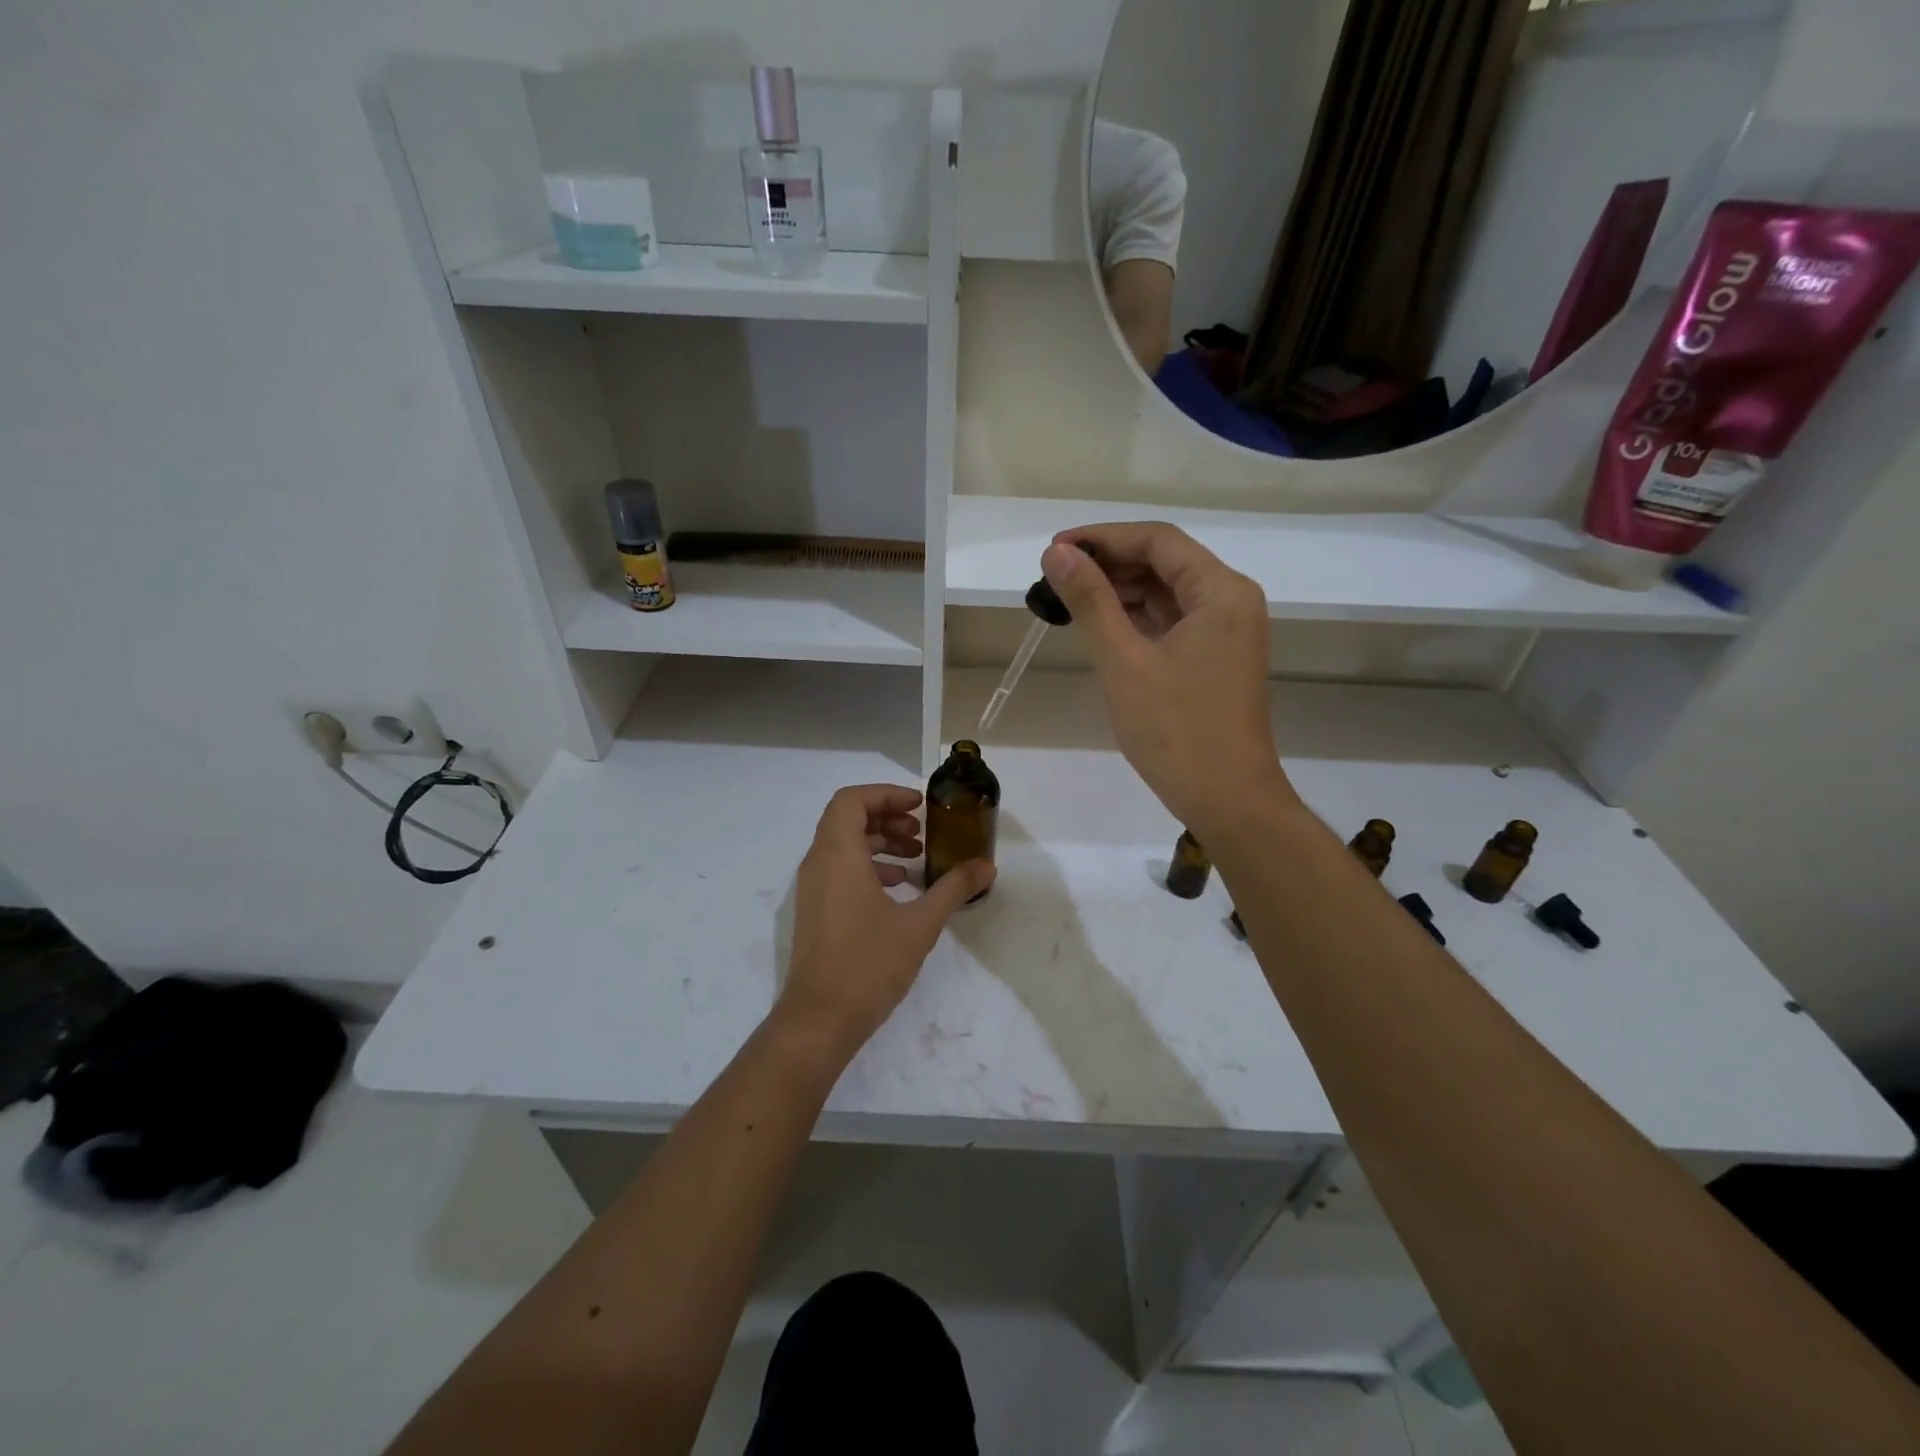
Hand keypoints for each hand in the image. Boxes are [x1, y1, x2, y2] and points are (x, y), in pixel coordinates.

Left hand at [775, 785, 994, 1060]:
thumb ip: (953, 888)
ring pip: (843, 845)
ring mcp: (813, 889)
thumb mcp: (920, 924)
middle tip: (922, 832)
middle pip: (848, 819)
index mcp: (838, 855)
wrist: (820, 1020)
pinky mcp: (815, 910)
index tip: (919, 806)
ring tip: (916, 859)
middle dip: (887, 817)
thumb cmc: (868, 964)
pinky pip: (839, 870)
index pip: (852, 800)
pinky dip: (868, 867)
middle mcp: (818, 863)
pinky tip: (899, 889)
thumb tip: (986, 866)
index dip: (886, 794)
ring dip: (879, 842)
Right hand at [1042, 524, 1296, 836]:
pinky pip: (1173, 622)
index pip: (1157, 541)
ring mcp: (1226, 632)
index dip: (1102, 538)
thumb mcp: (1124, 661)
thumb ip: (1091, 601)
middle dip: (1109, 564)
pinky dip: (1136, 619)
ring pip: (1167, 593)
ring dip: (1120, 591)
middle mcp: (1231, 602)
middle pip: (1165, 562)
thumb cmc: (1176, 731)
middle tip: (1054, 577)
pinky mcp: (1216, 659)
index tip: (1054, 550)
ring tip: (1068, 599)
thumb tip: (1058, 554)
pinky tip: (1100, 624)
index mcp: (1221, 592)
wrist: (1227, 800)